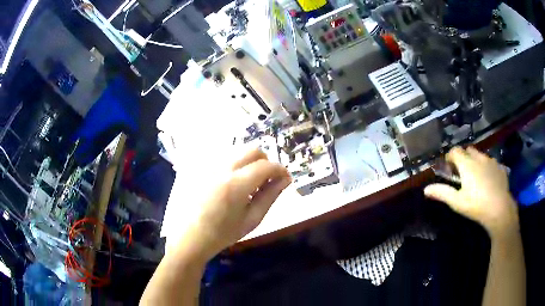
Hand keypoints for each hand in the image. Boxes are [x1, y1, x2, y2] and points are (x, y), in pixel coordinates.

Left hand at [179, 149, 291, 259]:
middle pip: (252, 150)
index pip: (266, 165)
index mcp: (236, 184)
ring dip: (247, 162)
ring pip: (236, 151)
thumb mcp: (251, 220)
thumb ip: (270, 196)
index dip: (280, 170)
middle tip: (266, 179)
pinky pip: (220, 157)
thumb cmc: (222, 234)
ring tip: (245, 183)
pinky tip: (227, 183)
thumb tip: (285, 179)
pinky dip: (231, 165)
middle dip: (265, 161)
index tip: (284, 178)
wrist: (188, 237)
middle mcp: (221, 167)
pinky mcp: (196, 166)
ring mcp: (206, 165)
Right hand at [424, 147, 518, 238]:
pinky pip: (491, 162)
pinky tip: (488, 179)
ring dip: (476, 160)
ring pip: (481, 155)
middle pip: (468, 150)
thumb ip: (442, 193)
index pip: (455, 151)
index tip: (448, 166)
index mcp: (467, 164)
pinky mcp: (500, 168)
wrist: (500, 210)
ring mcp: (491, 162)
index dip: (450, 156)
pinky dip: (487, 167)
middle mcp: (479, 158)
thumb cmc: (476, 206)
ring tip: (476, 175)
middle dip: (463, 157)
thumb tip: (425, 189)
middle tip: (461, 171)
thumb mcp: (457, 202)